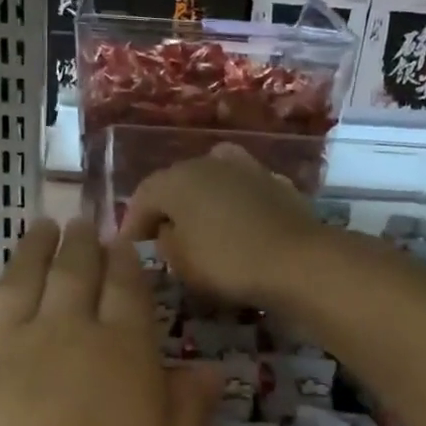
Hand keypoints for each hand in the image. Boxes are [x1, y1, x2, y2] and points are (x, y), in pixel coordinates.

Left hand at [0, 220, 221, 425]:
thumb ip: (187, 414)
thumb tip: (210, 369)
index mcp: (121, 357)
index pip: (128, 294)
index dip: (127, 264)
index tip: (123, 240)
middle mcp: (62, 337)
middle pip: (73, 276)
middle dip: (80, 245)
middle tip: (80, 220)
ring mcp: (0, 352)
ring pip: (18, 286)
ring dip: (29, 253)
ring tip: (36, 227)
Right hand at [120, 143, 328, 309]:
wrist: (298, 261)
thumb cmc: (227, 262)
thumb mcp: (181, 262)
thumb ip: (164, 242)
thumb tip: (167, 231)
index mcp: (176, 179)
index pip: (143, 196)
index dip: (132, 222)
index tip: (128, 247)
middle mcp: (207, 163)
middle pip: (177, 183)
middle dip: (165, 208)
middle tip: (159, 236)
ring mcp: (246, 168)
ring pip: (211, 181)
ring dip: (200, 201)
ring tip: (198, 227)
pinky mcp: (275, 183)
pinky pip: (240, 191)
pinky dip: (231, 205)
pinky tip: (234, 224)